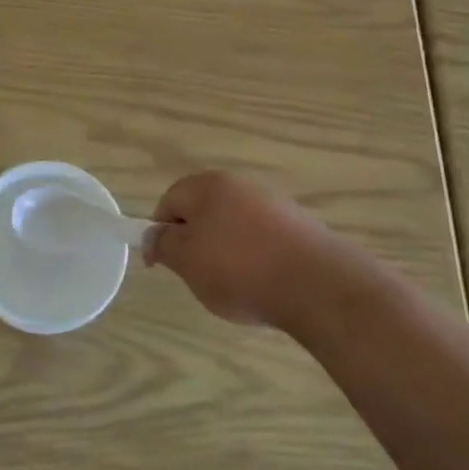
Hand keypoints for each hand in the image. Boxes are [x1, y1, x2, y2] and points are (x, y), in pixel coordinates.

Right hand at [144, 171, 336, 329]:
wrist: (316, 283)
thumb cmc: (240, 268)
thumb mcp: (187, 261)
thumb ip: (163, 244)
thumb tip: (152, 234)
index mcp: (208, 185)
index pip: (170, 200)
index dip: (160, 231)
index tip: (163, 264)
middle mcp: (240, 184)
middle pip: (204, 210)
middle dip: (195, 241)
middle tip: (198, 275)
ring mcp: (273, 202)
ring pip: (234, 224)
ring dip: (227, 250)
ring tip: (234, 285)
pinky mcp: (299, 225)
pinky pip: (263, 238)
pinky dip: (256, 257)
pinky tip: (264, 283)